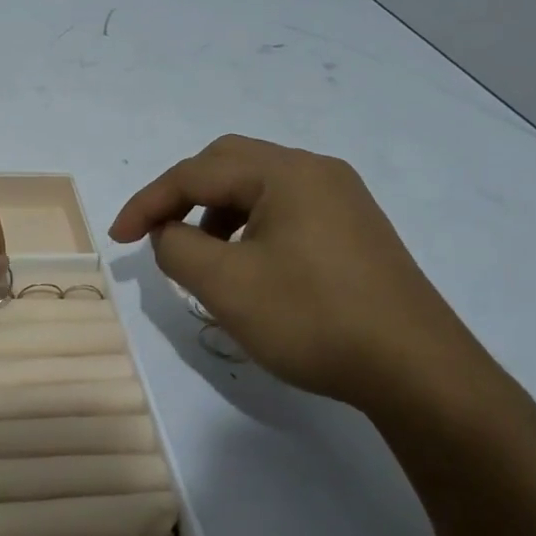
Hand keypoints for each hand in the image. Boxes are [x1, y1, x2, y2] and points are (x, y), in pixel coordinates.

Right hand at [109, 135, 495, 414]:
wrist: (418, 371)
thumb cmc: (313, 319)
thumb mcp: (226, 285)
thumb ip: (178, 248)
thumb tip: (168, 233)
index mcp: (285, 172)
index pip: (196, 172)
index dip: (148, 202)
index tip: (118, 239)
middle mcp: (316, 171)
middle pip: (228, 164)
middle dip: (182, 196)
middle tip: (157, 234)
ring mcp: (342, 199)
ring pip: (257, 187)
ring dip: (216, 212)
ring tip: (201, 257)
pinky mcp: (355, 229)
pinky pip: (285, 210)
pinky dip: (248, 227)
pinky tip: (247, 266)